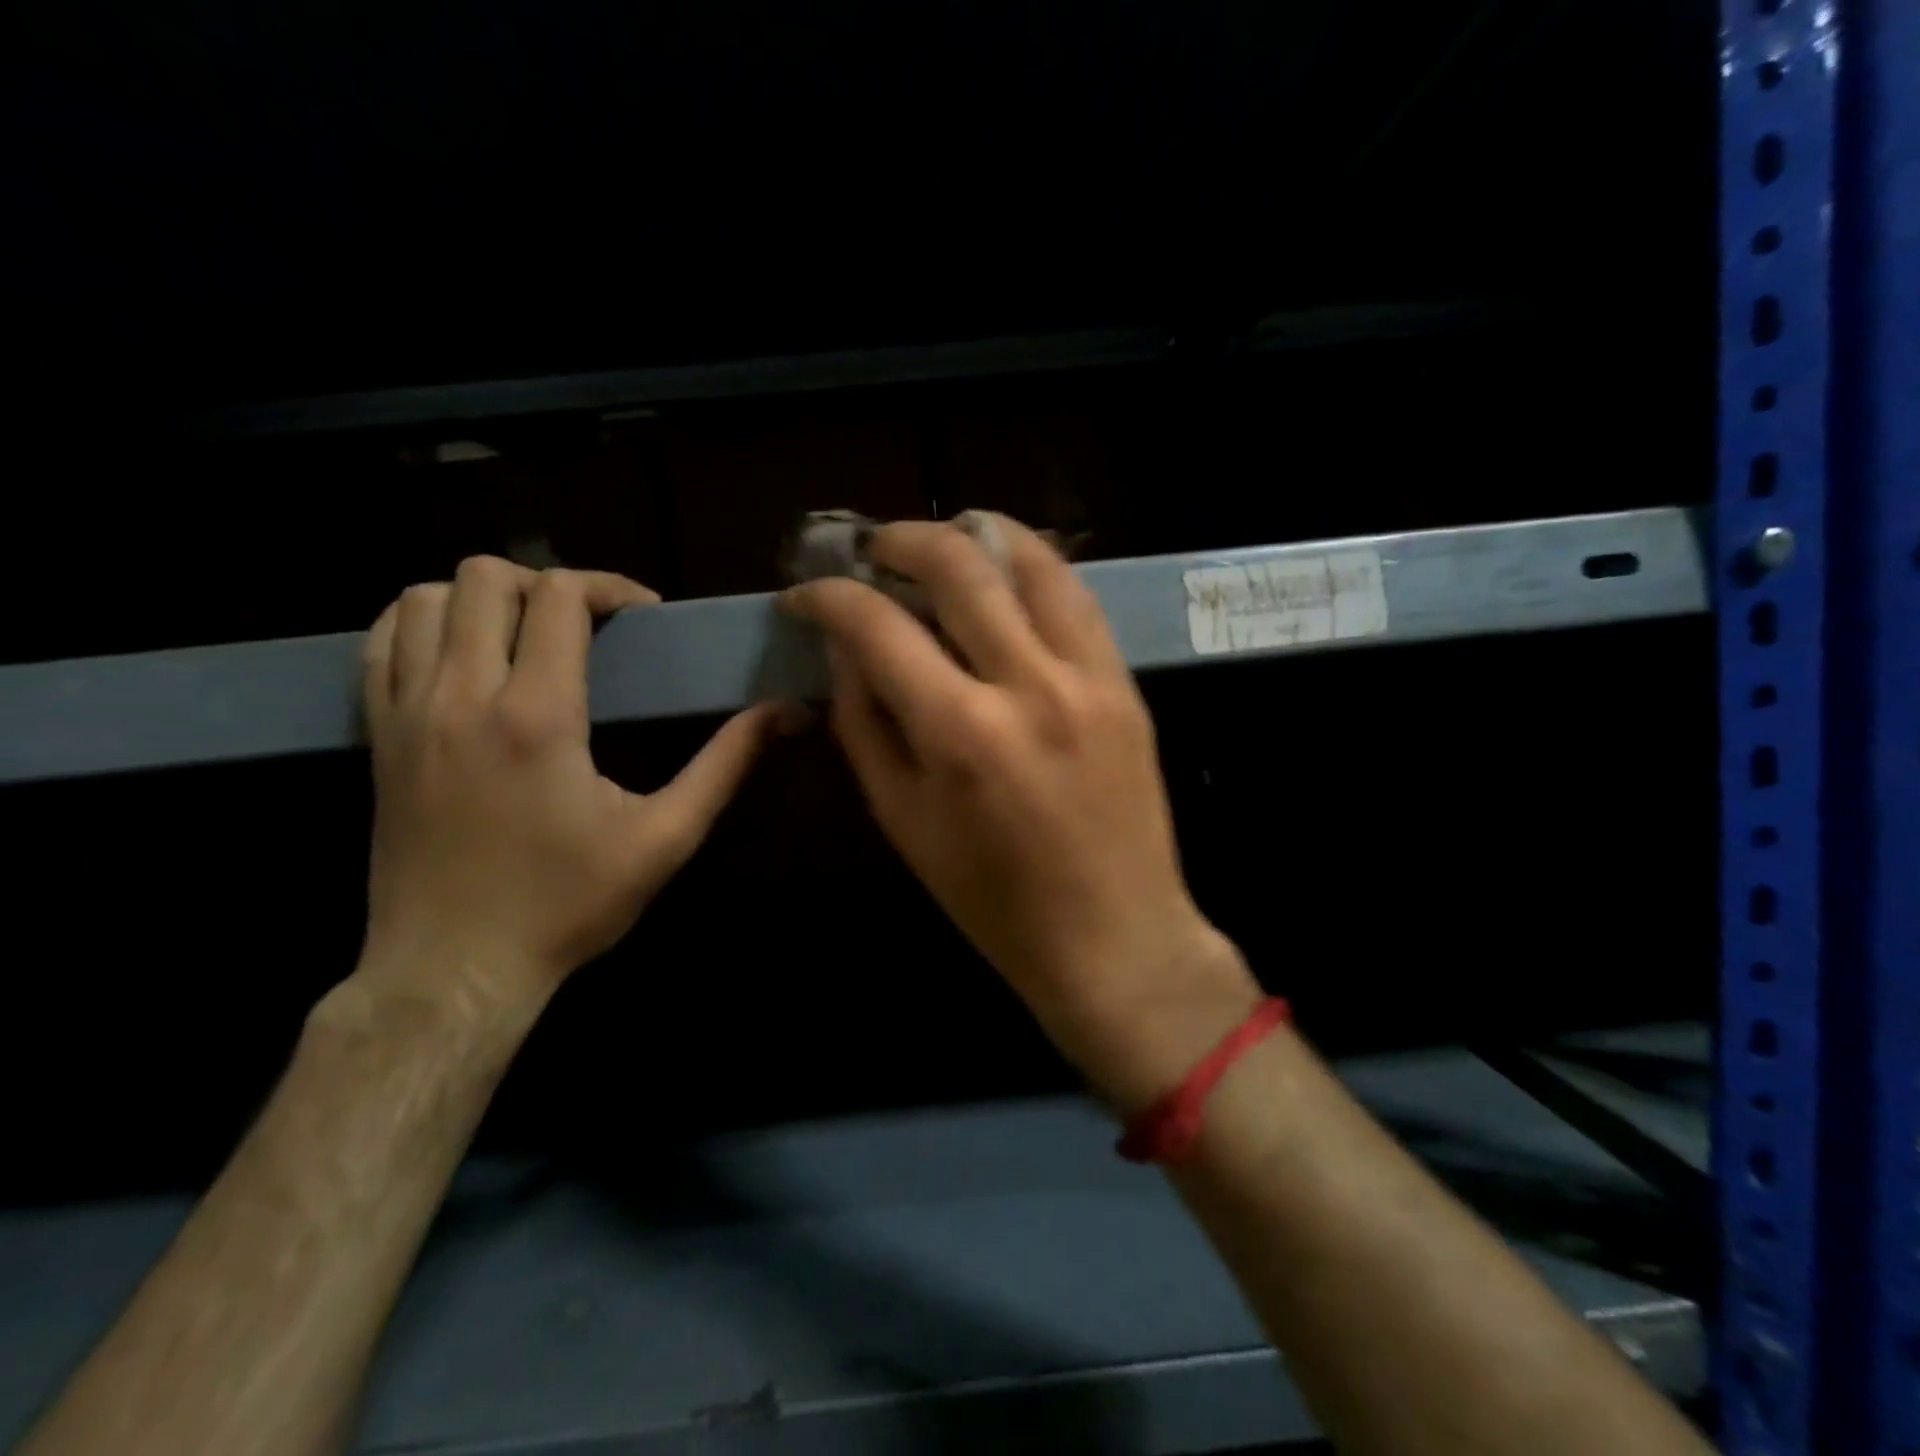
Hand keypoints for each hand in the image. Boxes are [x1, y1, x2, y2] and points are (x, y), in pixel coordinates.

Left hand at [358, 557, 795, 1014]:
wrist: (453, 970)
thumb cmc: (568, 905)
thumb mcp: (665, 838)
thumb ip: (725, 764)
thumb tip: (785, 713)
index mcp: (538, 715)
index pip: (559, 597)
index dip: (608, 587)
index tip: (642, 616)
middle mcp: (462, 696)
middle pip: (485, 577)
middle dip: (546, 584)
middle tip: (586, 624)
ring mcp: (406, 713)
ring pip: (422, 598)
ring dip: (482, 599)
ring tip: (526, 636)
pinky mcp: (377, 737)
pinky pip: (379, 643)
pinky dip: (422, 626)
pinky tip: (463, 657)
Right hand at [781, 515, 1260, 1108]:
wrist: (1113, 936)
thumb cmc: (993, 900)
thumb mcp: (903, 821)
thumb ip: (865, 724)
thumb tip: (847, 650)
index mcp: (960, 733)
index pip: (877, 626)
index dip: (828, 597)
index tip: (805, 595)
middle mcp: (1028, 685)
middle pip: (958, 565)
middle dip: (900, 540)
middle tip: (872, 550)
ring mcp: (1088, 677)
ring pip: (1032, 560)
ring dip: (976, 533)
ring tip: (942, 540)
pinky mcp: (1125, 682)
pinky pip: (1077, 597)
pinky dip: (1033, 567)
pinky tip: (1005, 573)